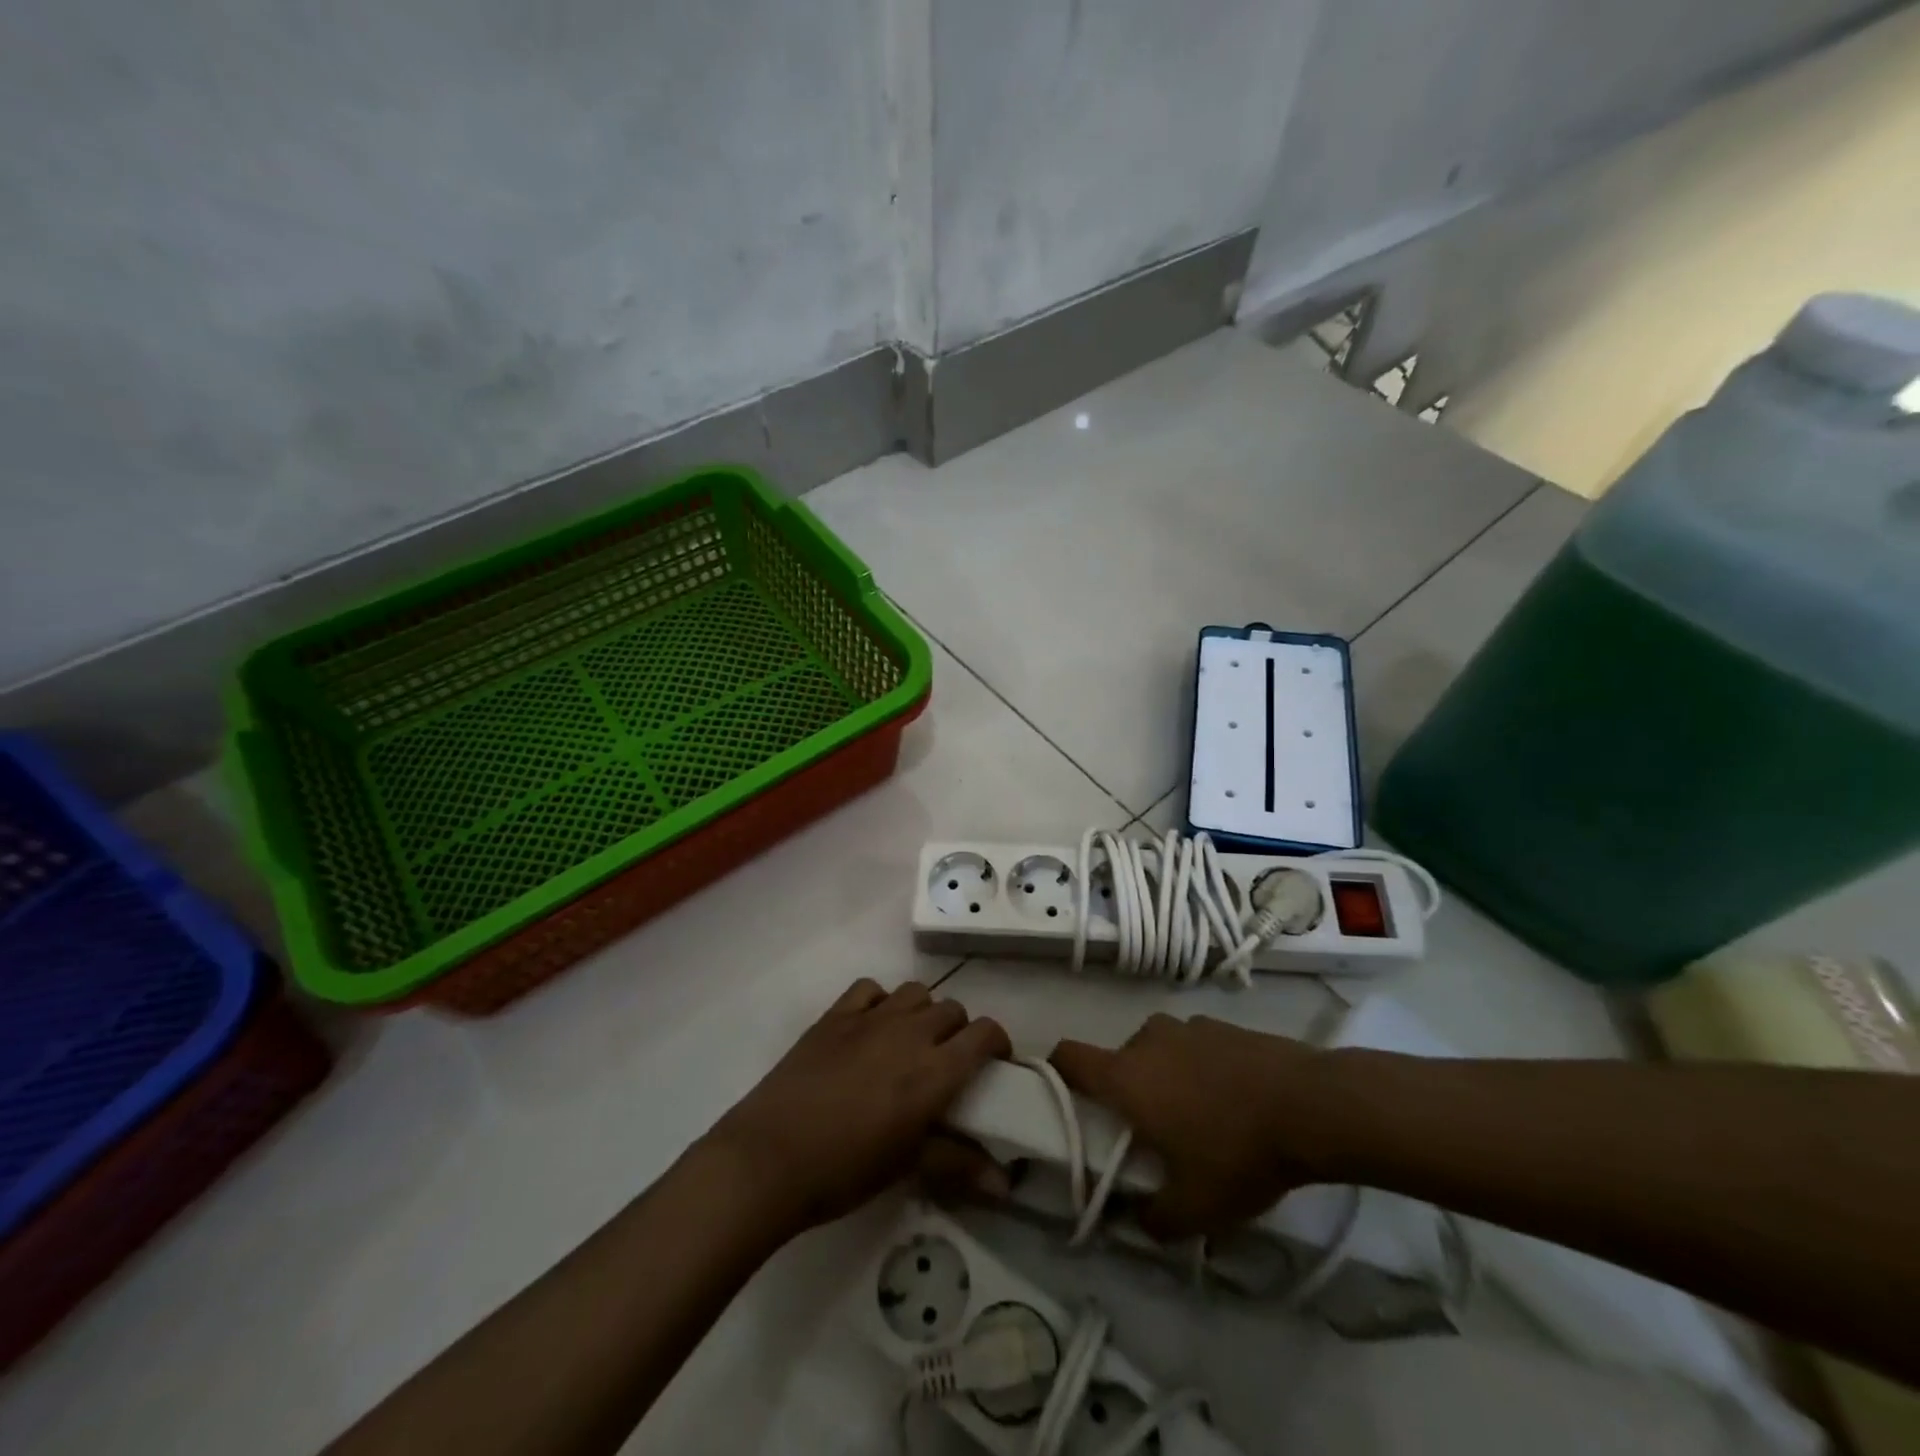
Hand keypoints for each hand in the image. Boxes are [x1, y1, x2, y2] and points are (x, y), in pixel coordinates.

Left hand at [707, 979, 1009, 1234]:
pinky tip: (871, 1027)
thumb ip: (958, 1163)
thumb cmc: (845, 1170)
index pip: (984, 1033)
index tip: (995, 1064)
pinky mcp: (835, 1015)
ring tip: (910, 1042)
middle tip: (948, 1062)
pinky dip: (880, 1001)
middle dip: (959, 1031)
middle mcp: (909, 1032)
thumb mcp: (907, 1167)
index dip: (997, 1043)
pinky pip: (870, 989)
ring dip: (922, 1012)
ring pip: (915, 992)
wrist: (770, 1158)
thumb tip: (1006, 1184)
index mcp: (934, 1070)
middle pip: (952, 1009)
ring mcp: (870, 1017)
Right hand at [1051, 1013, 1333, 1239]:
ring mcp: (1188, 1026)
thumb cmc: (1236, 1152)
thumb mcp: (1194, 1209)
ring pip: (1159, 1051)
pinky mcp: (1224, 1025)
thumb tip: (1135, 1219)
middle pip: (1119, 1060)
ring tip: (1201, 1118)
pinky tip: (1235, 1101)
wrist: (1311, 1105)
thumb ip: (1153, 1219)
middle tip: (1153, 1134)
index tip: (1064, 1098)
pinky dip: (1201, 1068)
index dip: (1056, 1072)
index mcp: (1126, 1075)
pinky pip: (1195, 1047)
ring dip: (1166, 1078)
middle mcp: (1148, 1039)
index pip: (1069, 1057)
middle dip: (1127, 1093)